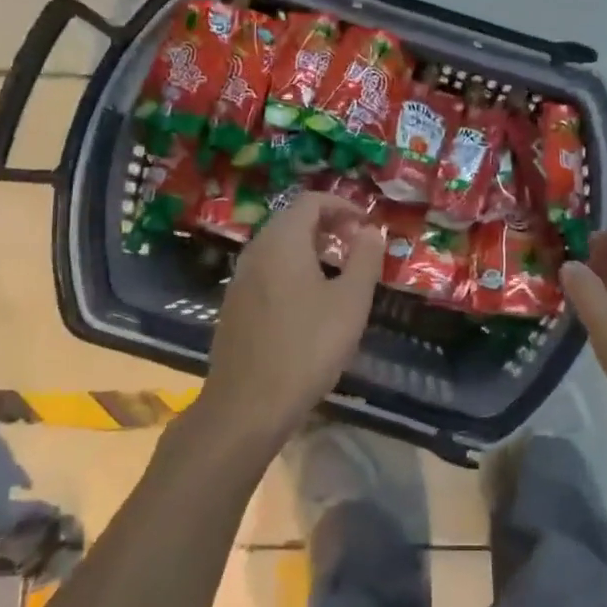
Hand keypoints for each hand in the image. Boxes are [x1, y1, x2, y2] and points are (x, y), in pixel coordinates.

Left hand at [193, 193, 385, 459]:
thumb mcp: (351, 301)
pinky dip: (293, 269)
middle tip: (357, 245)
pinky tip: (310, 302)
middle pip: (292, 219)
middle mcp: (256, 250)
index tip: (367, 225)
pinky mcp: (234, 305)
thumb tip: (371, 230)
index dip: (343, 205)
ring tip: (339, 272)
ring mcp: (240, 279)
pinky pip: (268, 270)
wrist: (248, 405)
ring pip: (279, 246)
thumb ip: (365, 258)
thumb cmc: (308, 347)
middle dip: (328, 224)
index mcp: (282, 241)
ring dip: (311, 247)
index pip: (311, 201)